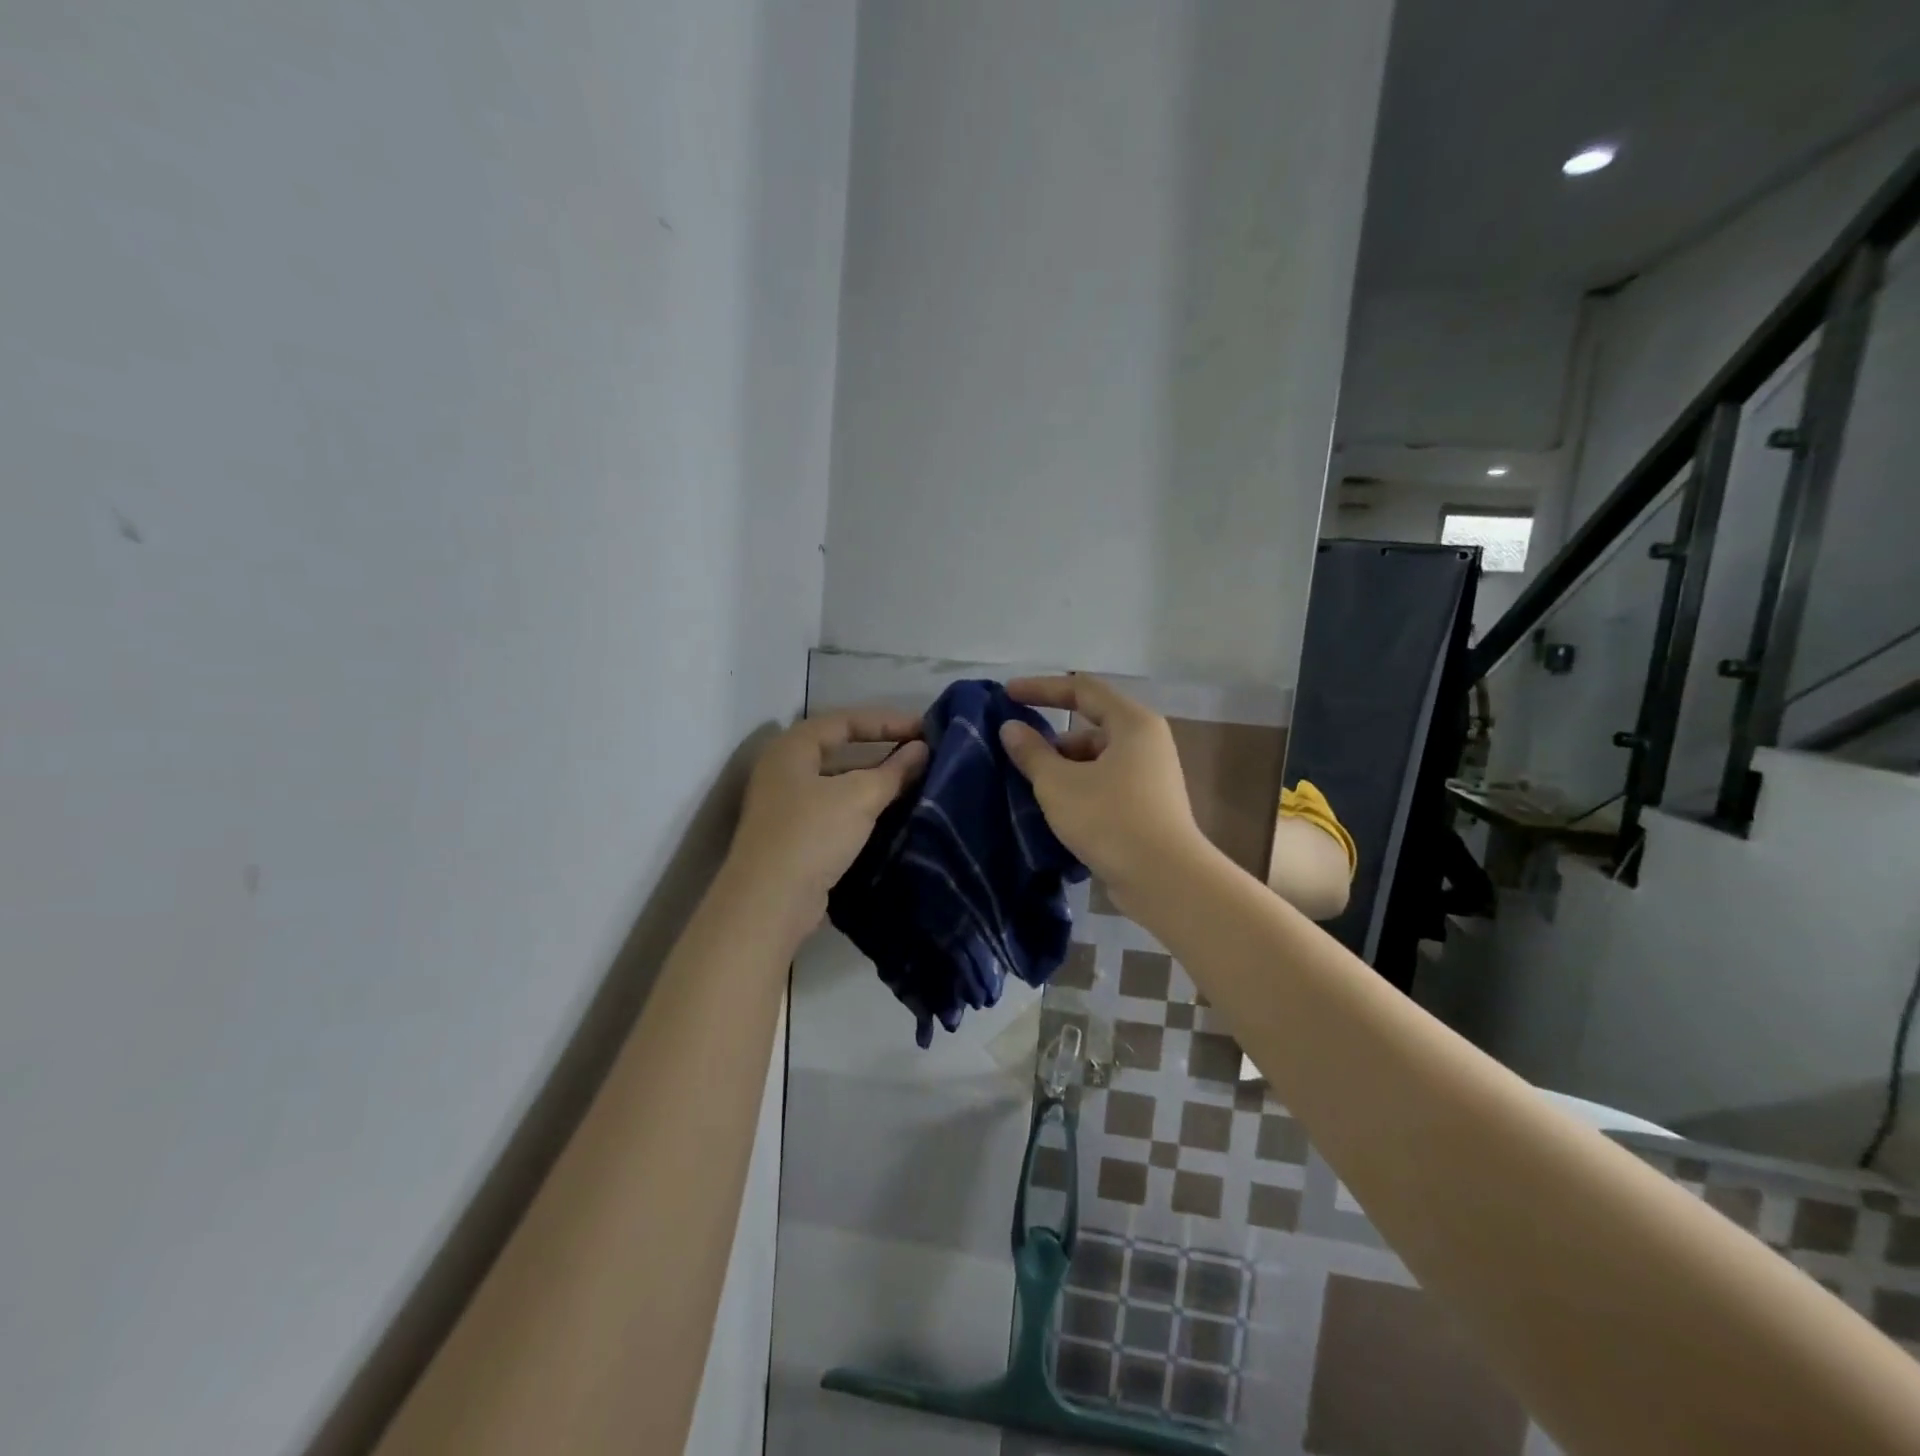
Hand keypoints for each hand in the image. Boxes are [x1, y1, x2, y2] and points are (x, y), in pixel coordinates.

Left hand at [723, 708, 927, 940]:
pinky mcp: (795, 836)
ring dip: (875, 781)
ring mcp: (787, 805)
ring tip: (914, 783)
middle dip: (882, 750)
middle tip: (921, 753)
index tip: (925, 729)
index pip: (846, 720)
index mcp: (792, 747)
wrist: (770, 902)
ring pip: (839, 782)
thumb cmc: (813, 834)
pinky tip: (891, 814)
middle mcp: (785, 770)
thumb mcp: (860, 796)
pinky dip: (863, 807)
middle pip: (841, 749)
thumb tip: (922, 749)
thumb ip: (894, 771)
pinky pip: (836, 810)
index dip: (887, 721)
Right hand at [998, 675, 1205, 913]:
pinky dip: (1080, 789)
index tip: (1008, 695)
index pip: (1082, 689)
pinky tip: (1056, 812)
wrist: (1163, 879)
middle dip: (1051, 740)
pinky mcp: (1148, 805)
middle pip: (1090, 726)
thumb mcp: (1058, 783)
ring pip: (1097, 759)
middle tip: (1017, 757)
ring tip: (1031, 790)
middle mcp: (1147, 742)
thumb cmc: (1109, 819)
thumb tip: (1011, 728)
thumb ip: (1032, 752)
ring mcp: (1151, 775)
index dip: (1041, 688)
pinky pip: (1106, 784)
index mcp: (1132, 723)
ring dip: (1063, 768)